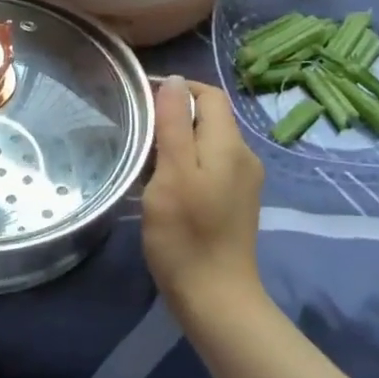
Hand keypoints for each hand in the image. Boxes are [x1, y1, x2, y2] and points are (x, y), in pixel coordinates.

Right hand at [142, 76, 264, 317]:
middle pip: (210, 116)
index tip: (140, 100)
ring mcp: (242, 181)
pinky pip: (209, 165)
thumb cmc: (186, 234)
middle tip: (135, 129)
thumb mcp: (173, 173)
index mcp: (230, 145)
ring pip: (208, 142)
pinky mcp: (234, 202)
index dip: (176, 88)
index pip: (209, 95)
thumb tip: (173, 80)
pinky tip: (162, 180)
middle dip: (173, 113)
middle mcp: (243, 157)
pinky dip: (185, 162)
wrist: (215, 298)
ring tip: (142, 153)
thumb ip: (174, 124)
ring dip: (177, 139)